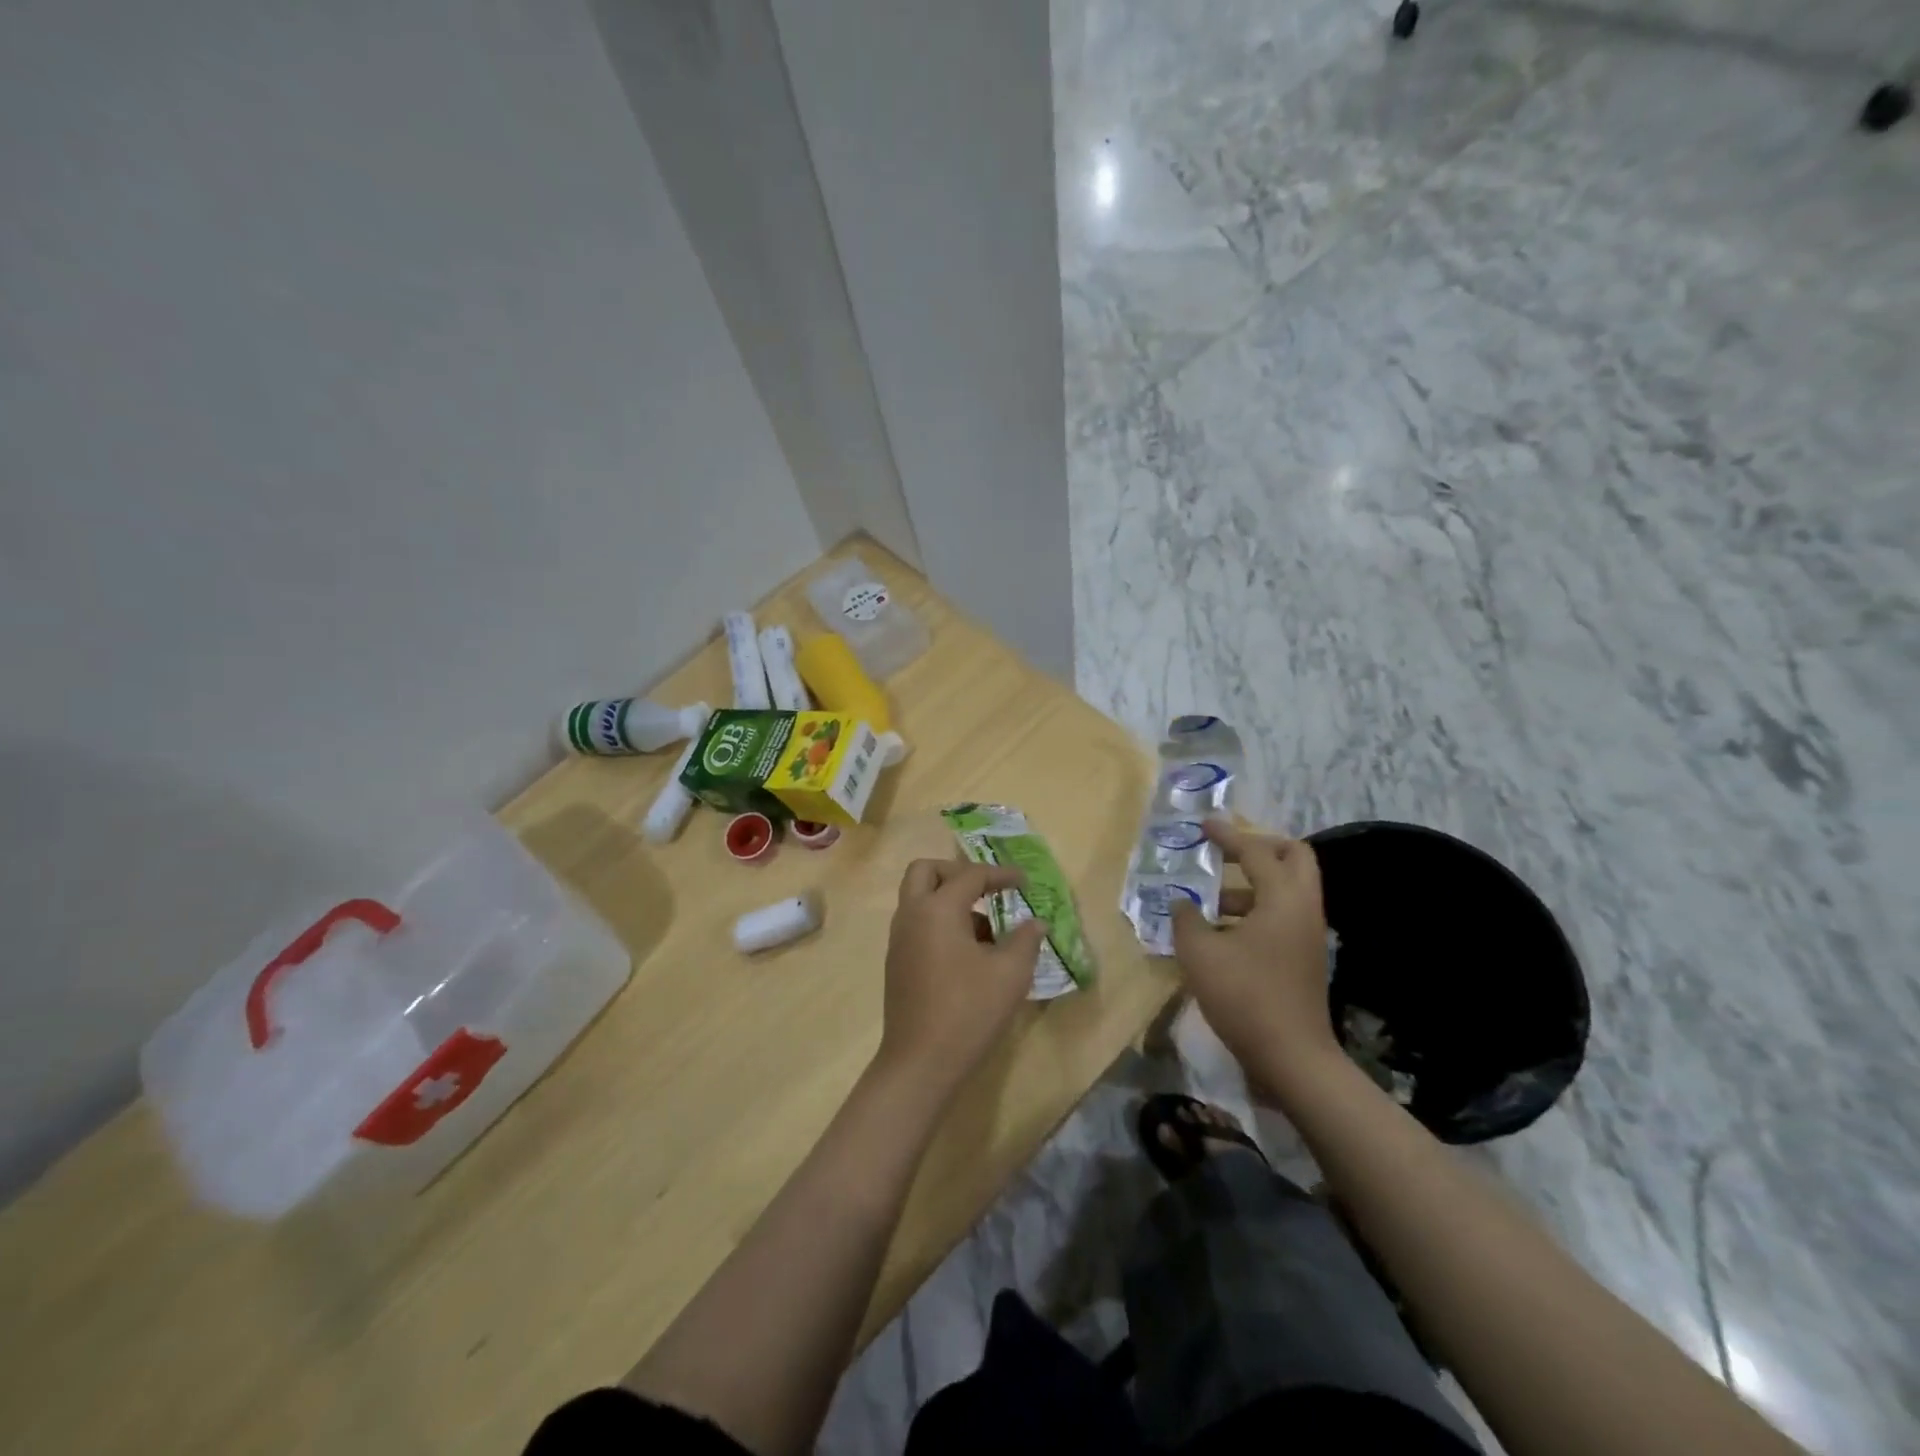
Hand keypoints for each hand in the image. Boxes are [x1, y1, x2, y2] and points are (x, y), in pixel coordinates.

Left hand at [875, 858, 1046, 1100]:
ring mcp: (899, 940)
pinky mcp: (897, 963)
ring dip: (949, 899)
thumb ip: (1025, 940)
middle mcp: (911, 915)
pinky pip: (917, 924)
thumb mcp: (1010, 974)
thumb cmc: (968, 1011)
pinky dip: (940, 923)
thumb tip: (1035, 922)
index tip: (1025, 882)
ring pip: (919, 898)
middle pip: (925, 871)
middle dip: (957, 872)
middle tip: (986, 890)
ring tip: (987, 932)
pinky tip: (969, 955)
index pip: (971, 875)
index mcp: (937, 909)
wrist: (920, 1063)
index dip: (1001, 874)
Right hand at [1170, 820, 1338, 1076]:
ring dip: (1251, 884)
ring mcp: (1308, 934)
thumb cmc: (1245, 996)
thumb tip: (1181, 902)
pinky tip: (1219, 931)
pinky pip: (1282, 915)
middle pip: (1294, 858)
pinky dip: (1254, 910)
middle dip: (1259, 847)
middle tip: (1224, 853)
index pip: (1256, 851)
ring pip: (1286, 889)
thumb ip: (1186, 919)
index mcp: (1282, 898)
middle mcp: (1303, 908)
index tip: (1203, 825)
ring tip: (1208, 900)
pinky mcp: (1304, 957)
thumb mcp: (1201, 954)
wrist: (1292, 1058)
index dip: (1227, 835)